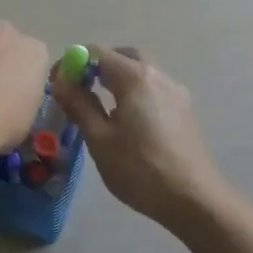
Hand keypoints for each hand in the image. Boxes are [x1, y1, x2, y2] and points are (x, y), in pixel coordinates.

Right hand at [51, 47, 225, 228]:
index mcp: (135, 78)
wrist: (194, 199)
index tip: (57, 83)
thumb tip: (61, 82)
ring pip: (141, 72)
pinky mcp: (185, 110)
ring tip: (100, 107)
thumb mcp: (100, 139)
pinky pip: (154, 88)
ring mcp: (176, 92)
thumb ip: (79, 105)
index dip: (73, 62)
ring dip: (117, 79)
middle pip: (123, 57)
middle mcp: (158, 76)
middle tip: (79, 89)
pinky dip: (135, 92)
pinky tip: (127, 121)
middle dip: (98, 66)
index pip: (98, 53)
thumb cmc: (140, 169)